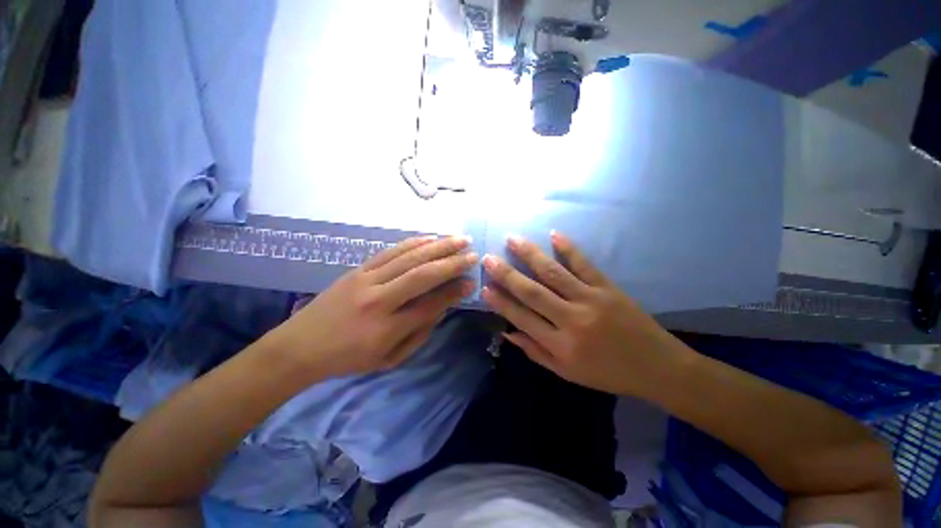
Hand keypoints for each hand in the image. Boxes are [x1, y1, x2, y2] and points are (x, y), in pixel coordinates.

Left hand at [269, 235, 477, 378]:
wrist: (299, 346)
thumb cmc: (349, 359)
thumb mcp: (389, 359)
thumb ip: (419, 332)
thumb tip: (443, 305)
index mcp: (386, 328)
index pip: (430, 304)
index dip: (454, 292)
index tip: (471, 282)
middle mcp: (378, 299)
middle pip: (422, 274)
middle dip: (451, 262)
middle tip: (473, 254)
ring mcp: (366, 279)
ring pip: (408, 257)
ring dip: (437, 246)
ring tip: (459, 239)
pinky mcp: (358, 269)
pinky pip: (390, 251)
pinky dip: (413, 243)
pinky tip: (430, 238)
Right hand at [481, 232, 691, 395]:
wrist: (657, 367)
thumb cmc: (607, 373)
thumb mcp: (566, 372)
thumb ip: (534, 351)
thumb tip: (507, 331)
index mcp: (561, 345)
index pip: (522, 318)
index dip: (501, 302)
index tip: (484, 287)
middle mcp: (572, 320)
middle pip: (533, 292)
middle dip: (507, 274)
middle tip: (488, 258)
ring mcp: (591, 300)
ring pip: (554, 273)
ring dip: (531, 254)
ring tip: (512, 239)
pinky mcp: (608, 288)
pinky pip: (585, 265)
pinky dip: (569, 249)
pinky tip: (554, 234)